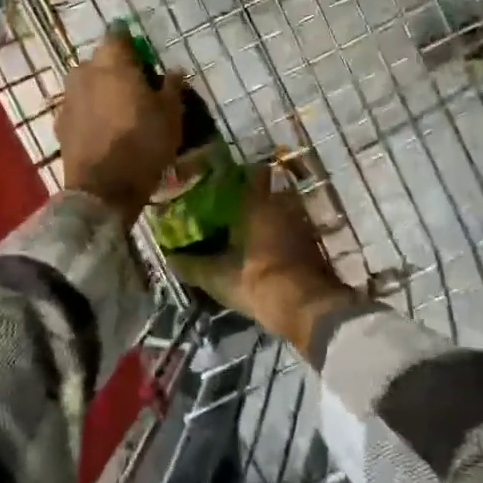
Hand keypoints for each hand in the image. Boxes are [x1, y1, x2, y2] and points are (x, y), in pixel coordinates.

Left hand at [58, 30, 186, 224]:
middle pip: (100, 60)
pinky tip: (104, 132)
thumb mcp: (171, 115)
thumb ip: (172, 87)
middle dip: (115, 69)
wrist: (103, 189)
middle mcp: (83, 72)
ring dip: (100, 92)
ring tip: (120, 113)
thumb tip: (175, 70)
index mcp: (111, 62)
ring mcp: (67, 98)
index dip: (132, 44)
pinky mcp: (60, 124)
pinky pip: (79, 109)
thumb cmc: (143, 144)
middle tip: (136, 89)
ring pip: (86, 84)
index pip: (118, 35)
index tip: (145, 60)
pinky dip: (90, 114)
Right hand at [170, 165, 356, 357]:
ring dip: (265, 220)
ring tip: (243, 232)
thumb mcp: (216, 277)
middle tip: (227, 210)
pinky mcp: (314, 245)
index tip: (219, 181)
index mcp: (258, 204)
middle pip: (266, 193)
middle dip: (249, 200)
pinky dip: (278, 237)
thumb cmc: (256, 282)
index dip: (235, 176)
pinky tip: (262, 251)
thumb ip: (191, 265)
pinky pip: (291, 231)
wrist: (306, 308)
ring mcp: (302, 225)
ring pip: (280, 213)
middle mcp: (283, 206)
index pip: (250, 174)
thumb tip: (169, 257)